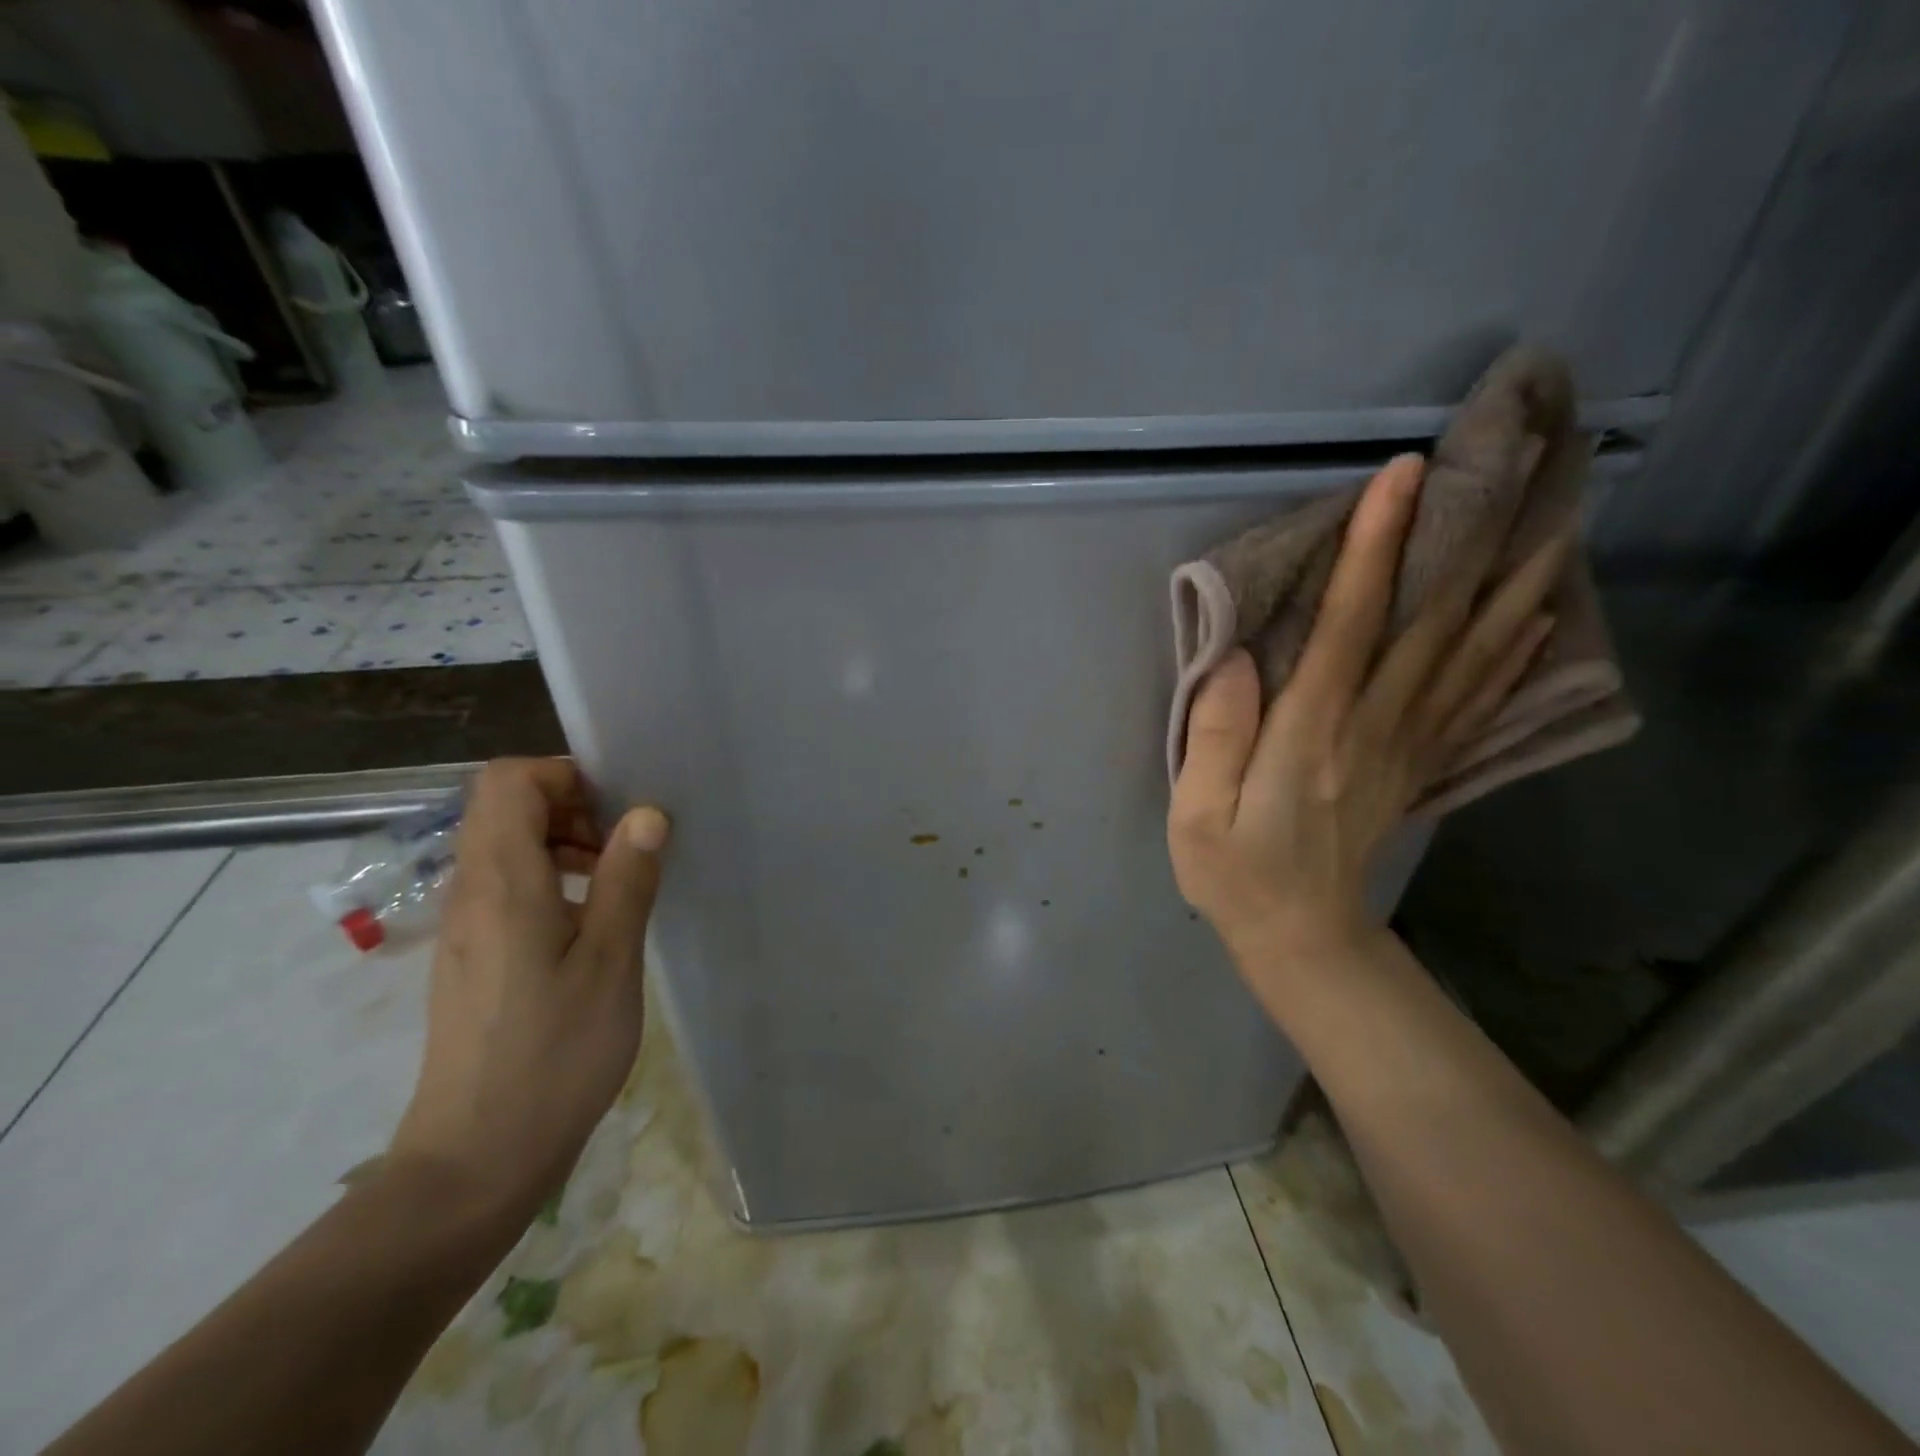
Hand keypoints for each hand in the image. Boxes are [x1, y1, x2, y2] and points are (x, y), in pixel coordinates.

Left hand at [388, 758, 669, 1223]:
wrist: (478, 1158)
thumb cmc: (555, 1054)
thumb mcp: (610, 961)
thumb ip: (627, 879)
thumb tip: (646, 813)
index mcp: (503, 882)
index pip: (508, 780)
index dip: (564, 775)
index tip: (618, 808)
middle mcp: (472, 891)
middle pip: (504, 806)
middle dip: (570, 805)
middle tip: (626, 845)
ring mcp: (466, 925)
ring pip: (506, 845)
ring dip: (563, 841)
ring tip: (617, 881)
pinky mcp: (473, 955)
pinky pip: (507, 885)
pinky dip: (551, 877)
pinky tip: (592, 922)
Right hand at [1168, 454, 1568, 967]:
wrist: (1302, 936)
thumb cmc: (1236, 871)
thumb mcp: (1197, 812)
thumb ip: (1214, 734)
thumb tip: (1235, 657)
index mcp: (1312, 735)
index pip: (1350, 626)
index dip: (1375, 549)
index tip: (1402, 478)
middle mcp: (1374, 729)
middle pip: (1431, 626)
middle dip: (1466, 544)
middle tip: (1511, 473)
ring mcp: (1407, 748)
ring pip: (1470, 656)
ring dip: (1513, 588)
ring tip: (1554, 526)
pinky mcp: (1420, 766)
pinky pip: (1475, 702)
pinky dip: (1513, 655)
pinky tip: (1540, 620)